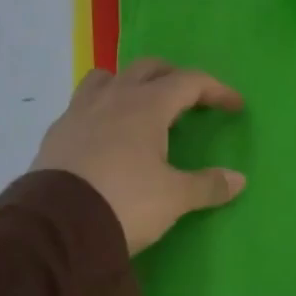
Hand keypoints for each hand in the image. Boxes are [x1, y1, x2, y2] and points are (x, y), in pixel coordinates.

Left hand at [30, 60, 246, 253]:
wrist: (56, 226)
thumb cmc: (126, 202)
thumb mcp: (175, 197)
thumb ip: (208, 185)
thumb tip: (239, 179)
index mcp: (147, 106)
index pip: (189, 82)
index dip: (216, 90)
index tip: (235, 106)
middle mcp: (113, 99)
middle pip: (148, 69)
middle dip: (174, 77)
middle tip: (191, 99)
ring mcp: (79, 113)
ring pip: (107, 78)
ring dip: (131, 83)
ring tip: (143, 105)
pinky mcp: (56, 134)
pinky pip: (83, 104)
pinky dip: (103, 108)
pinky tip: (108, 134)